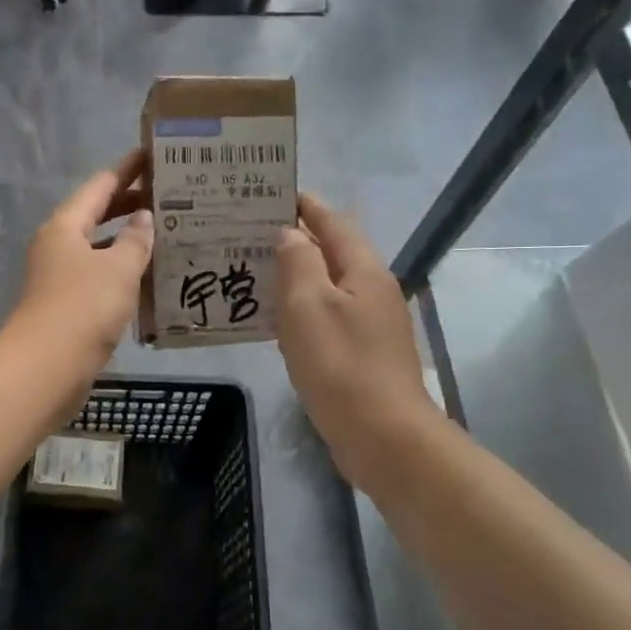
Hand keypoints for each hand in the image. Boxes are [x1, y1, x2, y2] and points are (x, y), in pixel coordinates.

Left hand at [6, 151, 153, 386]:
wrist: (46, 368)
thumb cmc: (83, 308)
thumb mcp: (118, 269)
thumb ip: (135, 240)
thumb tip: (144, 220)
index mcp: (65, 226)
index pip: (100, 186)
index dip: (128, 169)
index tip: (154, 155)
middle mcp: (59, 247)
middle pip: (97, 215)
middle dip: (131, 205)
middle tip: (171, 195)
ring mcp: (61, 278)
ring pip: (100, 250)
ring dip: (129, 242)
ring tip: (168, 234)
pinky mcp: (68, 307)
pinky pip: (101, 278)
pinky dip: (123, 273)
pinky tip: (151, 279)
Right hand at [275, 194, 437, 491]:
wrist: (382, 435)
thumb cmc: (340, 365)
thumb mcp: (308, 306)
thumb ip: (298, 262)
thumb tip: (290, 233)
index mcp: (364, 270)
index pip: (333, 222)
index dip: (305, 205)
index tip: (272, 193)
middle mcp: (373, 290)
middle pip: (333, 252)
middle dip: (295, 240)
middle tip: (249, 235)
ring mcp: (372, 324)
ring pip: (328, 287)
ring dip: (296, 277)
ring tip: (254, 273)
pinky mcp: (363, 354)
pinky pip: (328, 318)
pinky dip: (302, 310)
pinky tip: (276, 322)